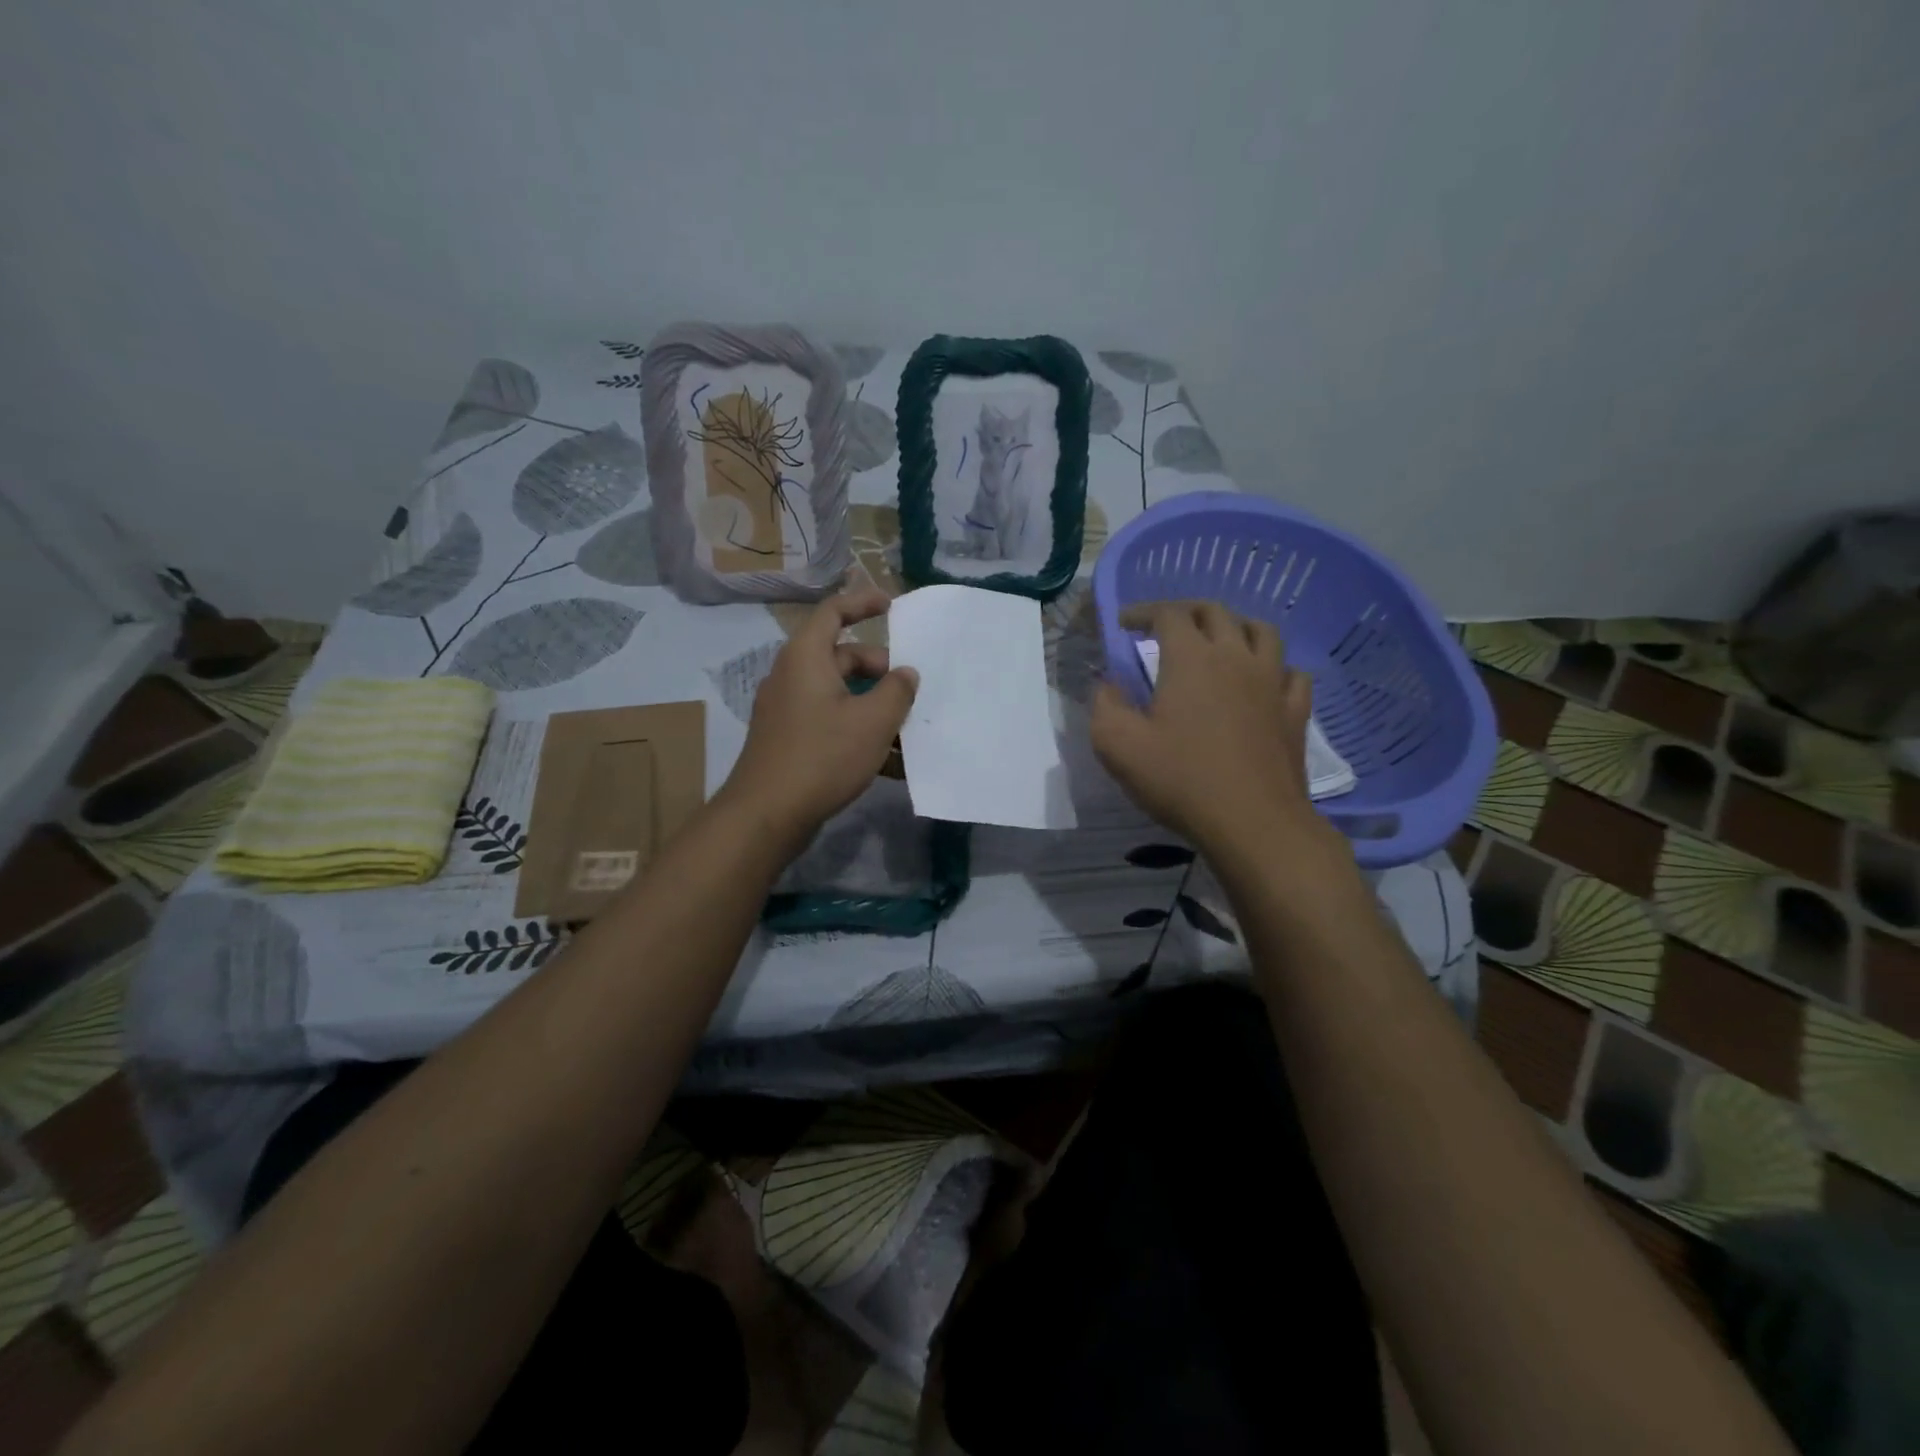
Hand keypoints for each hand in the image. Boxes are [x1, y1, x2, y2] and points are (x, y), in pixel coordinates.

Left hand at [717, 589, 917, 844]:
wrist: (767, 815)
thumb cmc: (822, 756)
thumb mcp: (873, 721)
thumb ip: (897, 691)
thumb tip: (905, 674)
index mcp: (806, 657)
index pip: (834, 611)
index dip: (862, 602)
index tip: (891, 605)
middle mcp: (792, 676)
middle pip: (841, 656)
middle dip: (879, 669)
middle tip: (909, 690)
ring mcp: (787, 710)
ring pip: (838, 693)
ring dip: (872, 705)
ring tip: (905, 730)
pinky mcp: (788, 739)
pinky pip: (828, 721)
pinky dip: (856, 729)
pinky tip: (886, 761)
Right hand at [1090, 601, 1326, 852]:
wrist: (1252, 821)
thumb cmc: (1180, 779)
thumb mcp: (1117, 745)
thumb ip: (1105, 705)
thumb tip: (1108, 685)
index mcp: (1191, 658)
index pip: (1168, 614)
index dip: (1142, 612)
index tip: (1124, 624)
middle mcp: (1235, 657)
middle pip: (1215, 612)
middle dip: (1186, 611)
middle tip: (1165, 626)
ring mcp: (1272, 682)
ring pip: (1261, 632)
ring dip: (1235, 627)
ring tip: (1219, 641)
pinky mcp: (1295, 711)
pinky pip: (1291, 672)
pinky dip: (1273, 666)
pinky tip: (1263, 681)